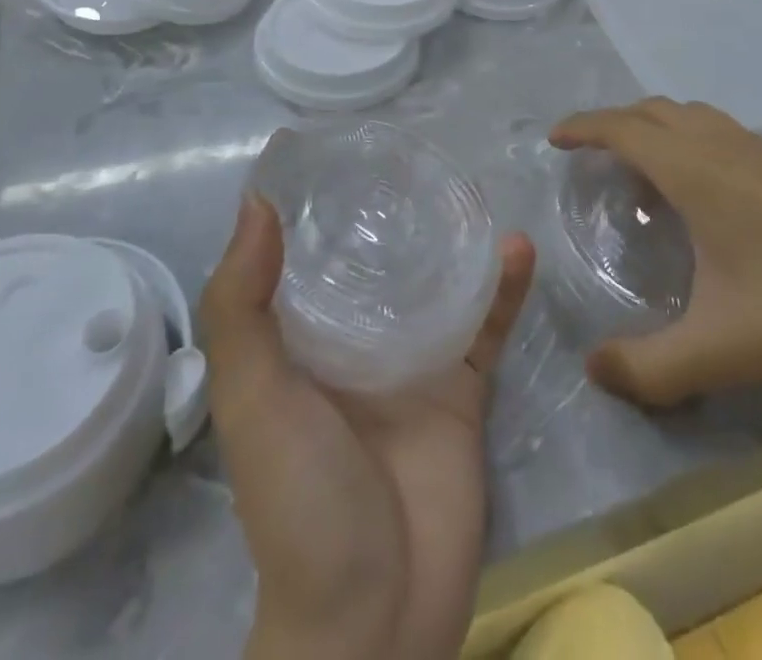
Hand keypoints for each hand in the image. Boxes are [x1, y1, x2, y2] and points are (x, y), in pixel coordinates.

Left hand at [200, 188, 535, 659]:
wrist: (376, 617)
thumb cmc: (300, 497)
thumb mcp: (253, 397)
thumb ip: (243, 306)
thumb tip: (255, 202)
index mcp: (296, 339)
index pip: (297, 255)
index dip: (307, 204)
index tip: (328, 147)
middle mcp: (351, 342)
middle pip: (371, 261)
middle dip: (386, 212)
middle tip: (409, 152)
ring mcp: (410, 364)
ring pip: (433, 284)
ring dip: (450, 240)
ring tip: (466, 186)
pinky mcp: (461, 390)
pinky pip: (486, 327)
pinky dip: (503, 289)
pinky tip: (518, 247)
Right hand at [551, 98, 761, 405]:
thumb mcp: (721, 350)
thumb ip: (650, 368)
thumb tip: (593, 370)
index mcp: (696, 171)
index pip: (623, 129)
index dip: (583, 127)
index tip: (555, 139)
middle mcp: (724, 147)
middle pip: (654, 110)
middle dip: (614, 122)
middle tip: (592, 158)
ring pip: (692, 115)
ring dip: (655, 127)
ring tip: (643, 171)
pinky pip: (721, 131)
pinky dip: (690, 138)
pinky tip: (704, 189)